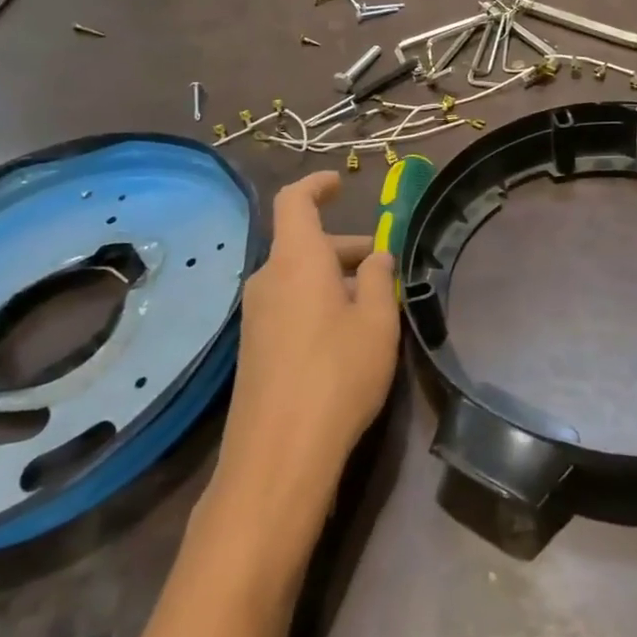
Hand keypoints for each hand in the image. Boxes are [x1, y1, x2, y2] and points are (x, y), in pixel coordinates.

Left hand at [206, 172, 398, 553]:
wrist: (279, 452)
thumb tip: (375, 257)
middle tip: (383, 265)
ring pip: (296, 278)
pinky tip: (344, 336)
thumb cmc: (337, 373)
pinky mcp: (253, 349)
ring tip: (372, 304)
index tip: (340, 183)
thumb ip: (376, 280)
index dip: (316, 186)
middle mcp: (267, 279)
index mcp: (296, 259)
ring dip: (331, 278)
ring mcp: (255, 316)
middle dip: (342, 247)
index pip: (295, 201)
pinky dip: (315, 303)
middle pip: (302, 244)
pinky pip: (287, 306)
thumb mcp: (376, 322)